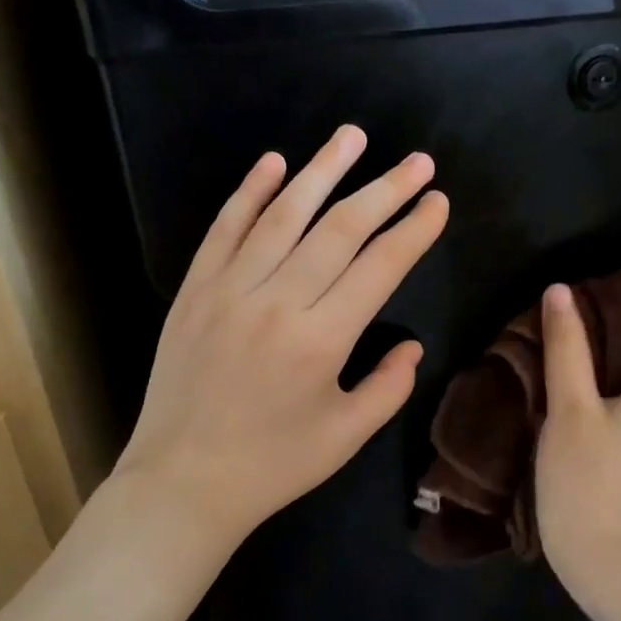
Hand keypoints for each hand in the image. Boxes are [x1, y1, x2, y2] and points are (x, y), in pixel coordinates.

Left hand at [111, 126, 448, 545]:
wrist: (182, 483)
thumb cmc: (272, 466)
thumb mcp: (346, 436)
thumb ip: (388, 386)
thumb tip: (411, 345)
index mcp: (321, 340)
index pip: (380, 266)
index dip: (414, 230)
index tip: (438, 201)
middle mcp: (277, 303)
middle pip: (340, 229)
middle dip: (386, 190)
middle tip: (417, 161)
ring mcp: (229, 290)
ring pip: (283, 216)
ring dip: (322, 171)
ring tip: (353, 137)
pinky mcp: (194, 291)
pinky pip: (224, 230)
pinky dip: (249, 193)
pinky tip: (274, 162)